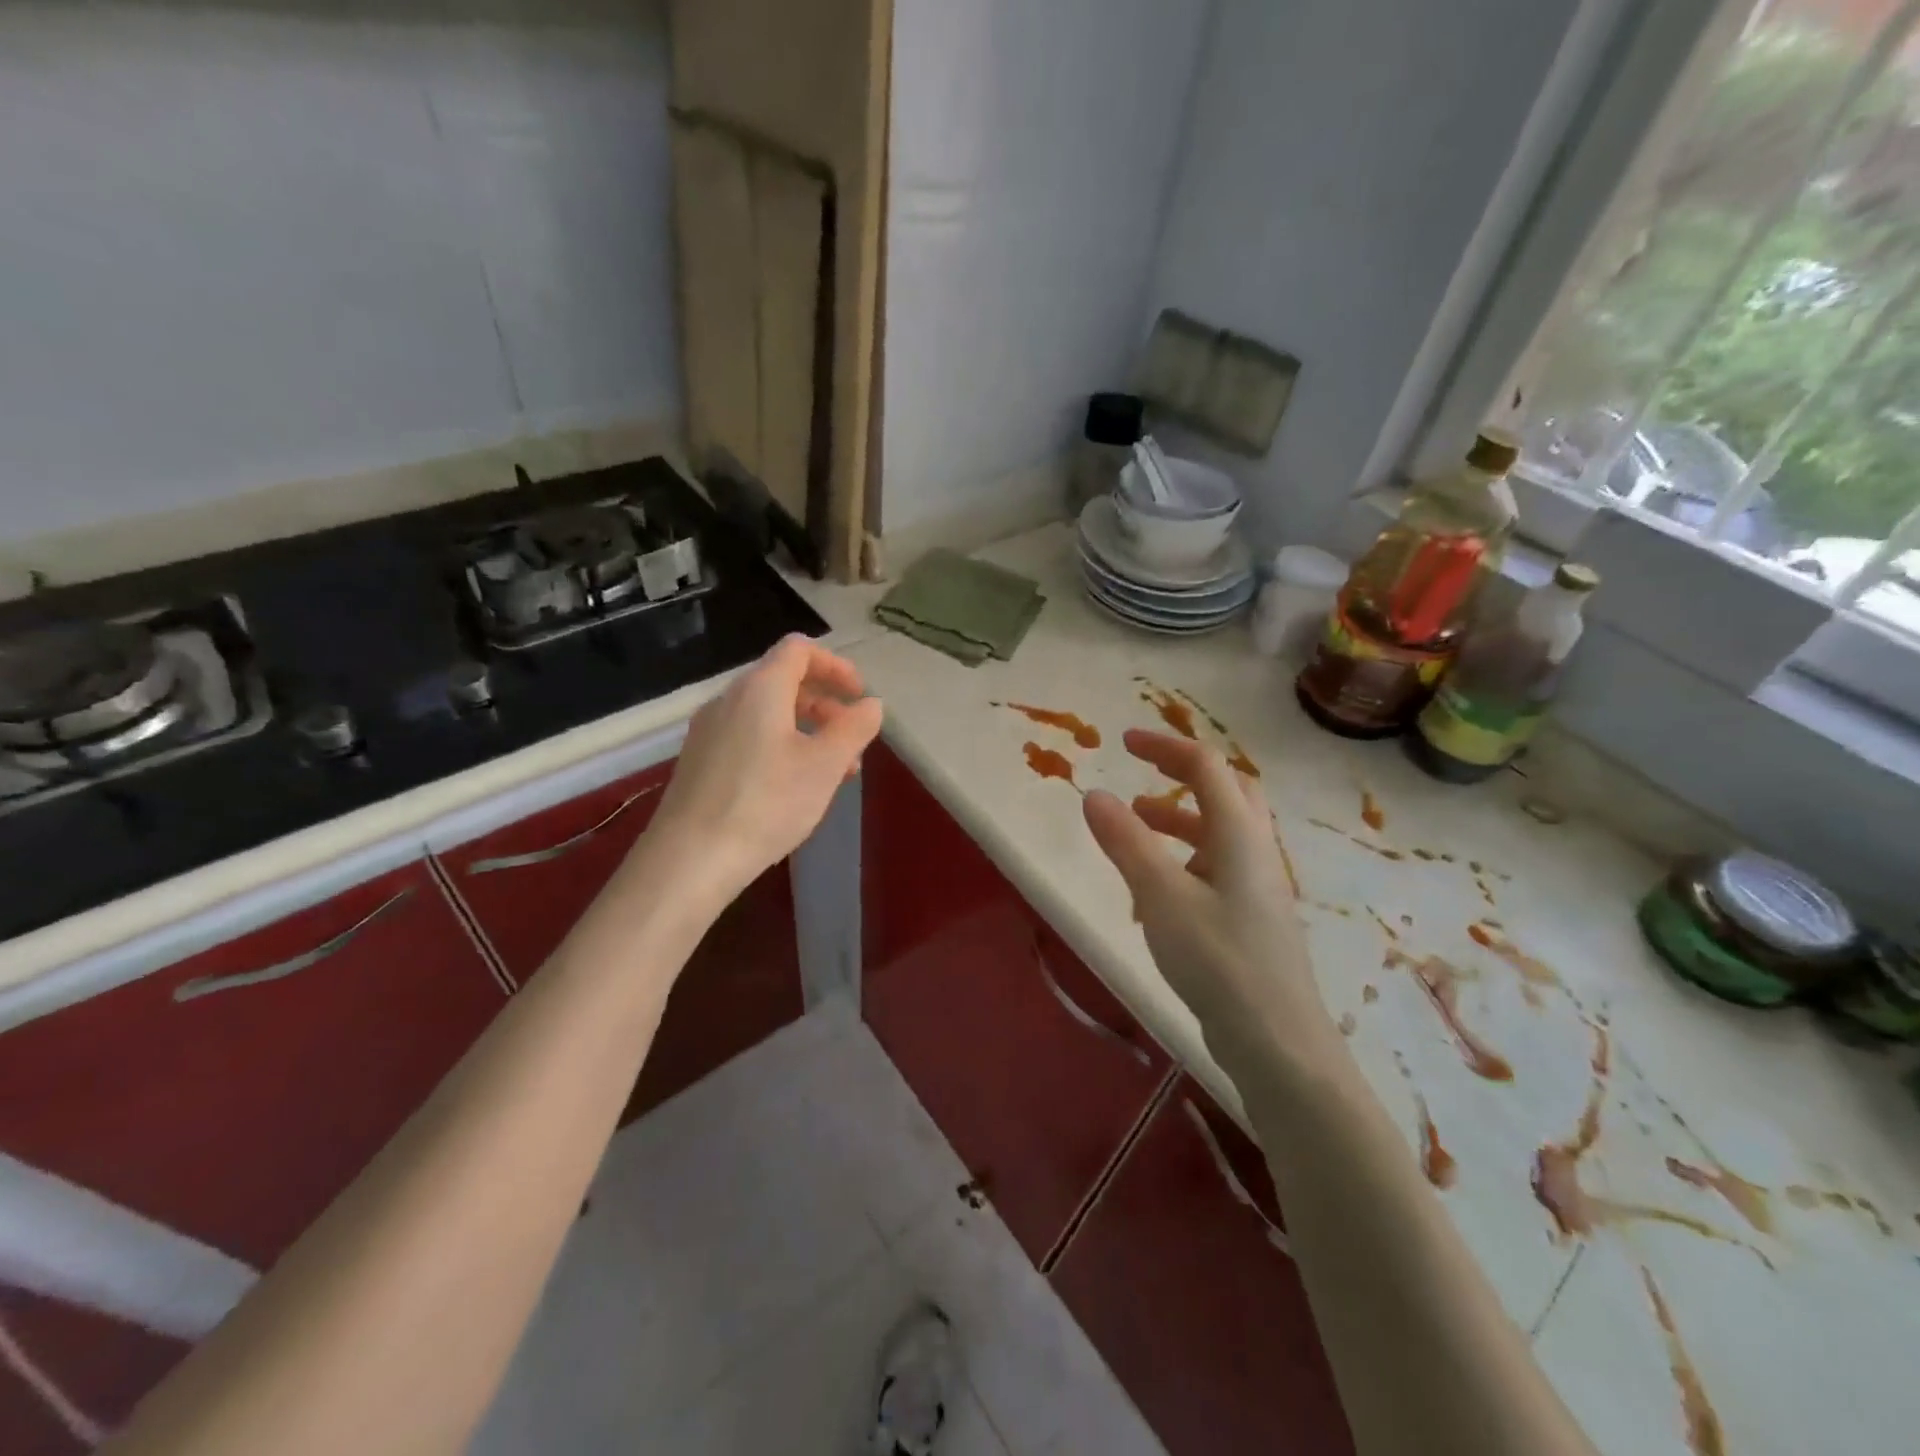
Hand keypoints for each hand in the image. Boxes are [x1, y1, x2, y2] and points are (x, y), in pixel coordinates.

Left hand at [647, 635, 882, 897]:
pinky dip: (780, 746)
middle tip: (852, 739)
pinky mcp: (700, 761)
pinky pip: (748, 736)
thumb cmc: (766, 804)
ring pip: (767, 713)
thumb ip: (854, 728)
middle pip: (783, 681)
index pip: (799, 650)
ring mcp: (709, 731)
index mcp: (760, 688)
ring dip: (806, 729)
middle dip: (825, 704)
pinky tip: (792, 788)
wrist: (690, 859)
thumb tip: (871, 704)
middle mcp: (729, 699)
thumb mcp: (825, 765)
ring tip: (832, 771)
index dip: (836, 665)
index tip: (859, 696)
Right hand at [1082, 731, 1334, 1070]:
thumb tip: (1094, 794)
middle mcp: (1255, 852)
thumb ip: (1127, 842)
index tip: (1123, 743)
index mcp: (1239, 834)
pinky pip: (1216, 868)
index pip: (1206, 767)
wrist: (1278, 1043)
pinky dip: (1183, 859)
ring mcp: (1258, 887)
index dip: (1165, 747)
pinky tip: (1154, 890)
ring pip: (1220, 832)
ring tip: (1135, 826)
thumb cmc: (1219, 961)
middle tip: (1141, 774)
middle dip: (1181, 775)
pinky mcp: (1252, 919)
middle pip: (1226, 792)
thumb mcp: (1162, 896)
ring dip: (1179, 818)